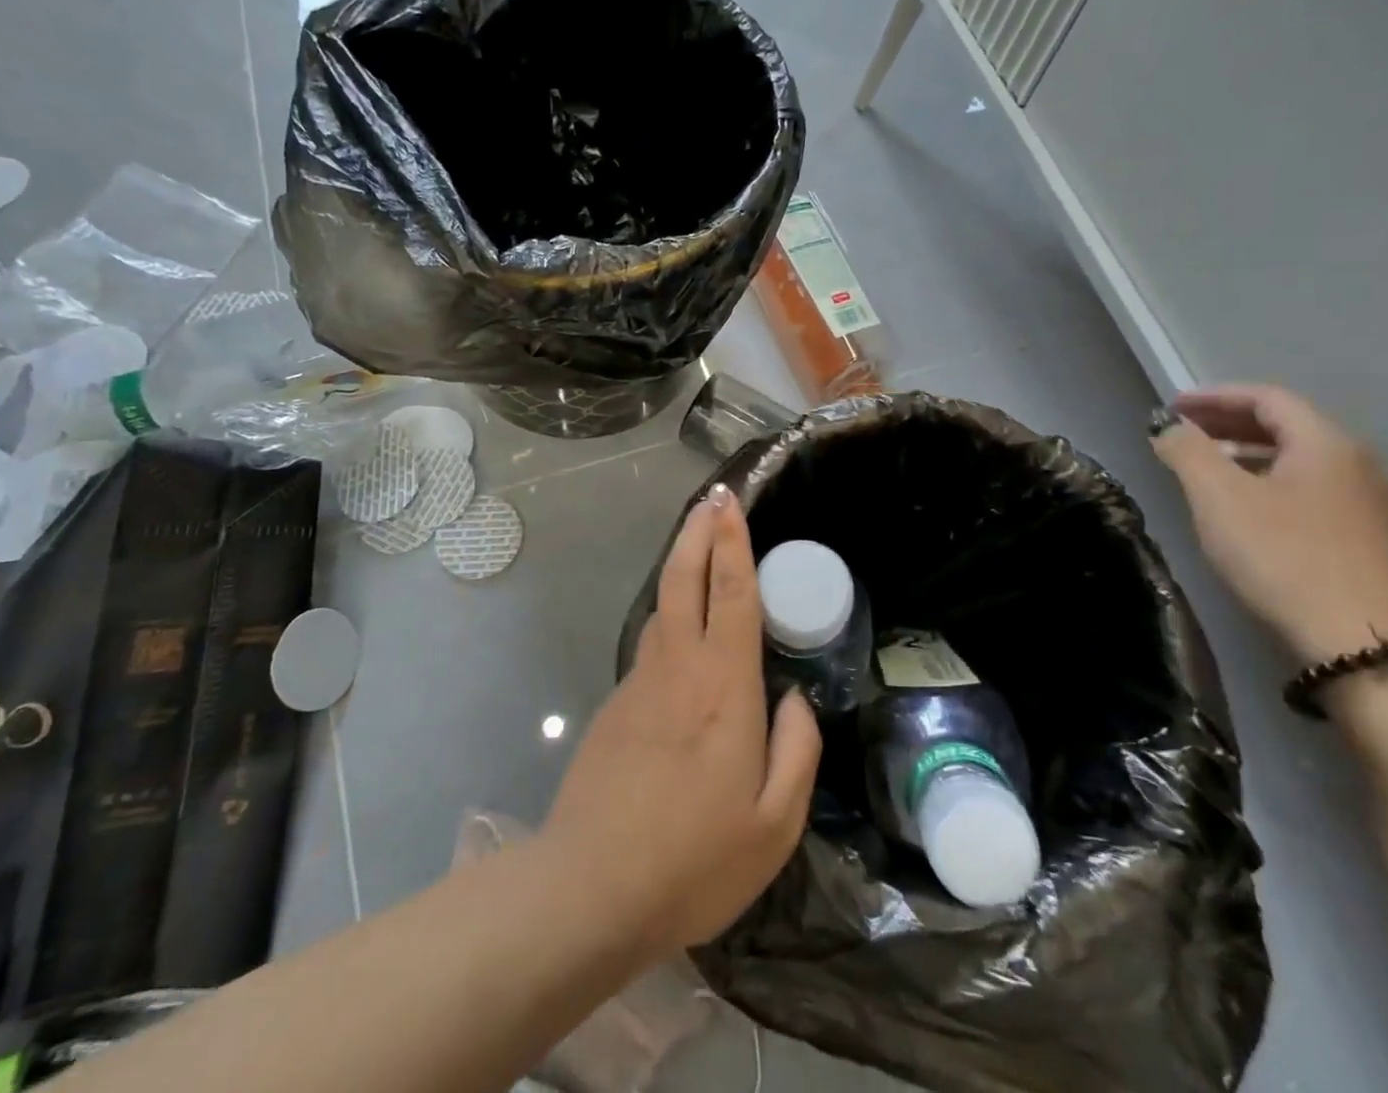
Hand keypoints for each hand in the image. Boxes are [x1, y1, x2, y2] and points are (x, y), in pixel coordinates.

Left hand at [545, 484, 821, 961]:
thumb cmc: (695, 860)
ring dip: (680, 566)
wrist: (591, 888)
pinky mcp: (616, 705)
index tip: (731, 503)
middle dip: (699, 532)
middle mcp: (679, 669)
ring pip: (663, 606)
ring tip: (697, 544)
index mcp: (724, 688)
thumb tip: (794, 698)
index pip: (732, 595)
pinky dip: (668, 614)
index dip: (733, 543)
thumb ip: (796, 751)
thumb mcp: (774, 824)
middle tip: (711, 499)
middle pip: (686, 579)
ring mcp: (640, 683)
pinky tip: (680, 628)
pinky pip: (651, 643)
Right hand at [1150, 384, 1387, 662]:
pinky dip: (1270, 482)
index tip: (1172, 407)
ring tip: (1205, 469)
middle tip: (1183, 433)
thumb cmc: (1282, 556)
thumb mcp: (1218, 497)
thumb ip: (1186, 451)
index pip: (1266, 398)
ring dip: (1247, 454)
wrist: (1361, 643)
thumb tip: (1168, 427)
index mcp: (1326, 443)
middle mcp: (1358, 463)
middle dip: (1228, 423)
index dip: (1214, 396)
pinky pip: (1312, 490)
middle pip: (1287, 425)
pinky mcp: (1370, 540)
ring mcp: (1371, 504)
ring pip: (1300, 460)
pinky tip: (1245, 509)